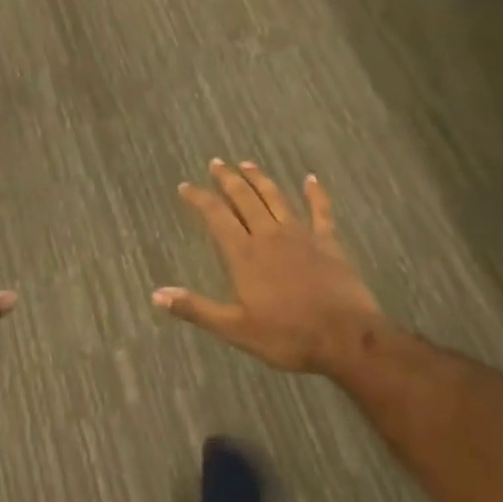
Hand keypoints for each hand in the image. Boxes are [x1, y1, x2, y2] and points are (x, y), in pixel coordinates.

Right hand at [154, 160, 382, 377]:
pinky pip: (321, 210)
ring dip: (260, 179)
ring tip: (247, 164)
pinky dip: (315, 193)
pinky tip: (311, 179)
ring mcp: (301, 235)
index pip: (216, 216)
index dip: (199, 198)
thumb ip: (196, 309)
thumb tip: (157, 295)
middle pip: (244, 198)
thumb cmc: (287, 336)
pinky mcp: (328, 242)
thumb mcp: (235, 329)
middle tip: (216, 163)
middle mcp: (269, 235)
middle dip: (227, 179)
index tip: (185, 186)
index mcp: (244, 254)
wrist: (345, 338)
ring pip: (275, 198)